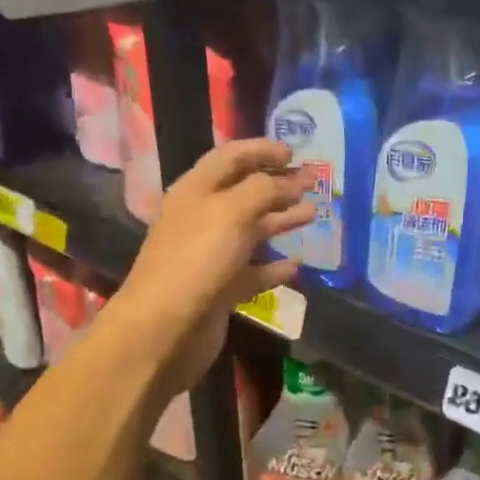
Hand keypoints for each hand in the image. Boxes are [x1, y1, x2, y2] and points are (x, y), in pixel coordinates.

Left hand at [111, 139, 315, 397]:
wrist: (165, 328)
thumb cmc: (197, 259)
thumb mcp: (232, 212)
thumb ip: (264, 190)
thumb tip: (289, 183)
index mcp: (196, 191)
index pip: (230, 158)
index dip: (261, 150)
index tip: (295, 152)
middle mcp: (202, 218)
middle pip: (244, 193)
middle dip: (278, 185)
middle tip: (314, 182)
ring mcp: (211, 256)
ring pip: (251, 231)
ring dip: (281, 220)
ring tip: (313, 214)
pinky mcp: (221, 289)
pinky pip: (252, 271)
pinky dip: (274, 266)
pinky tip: (296, 264)